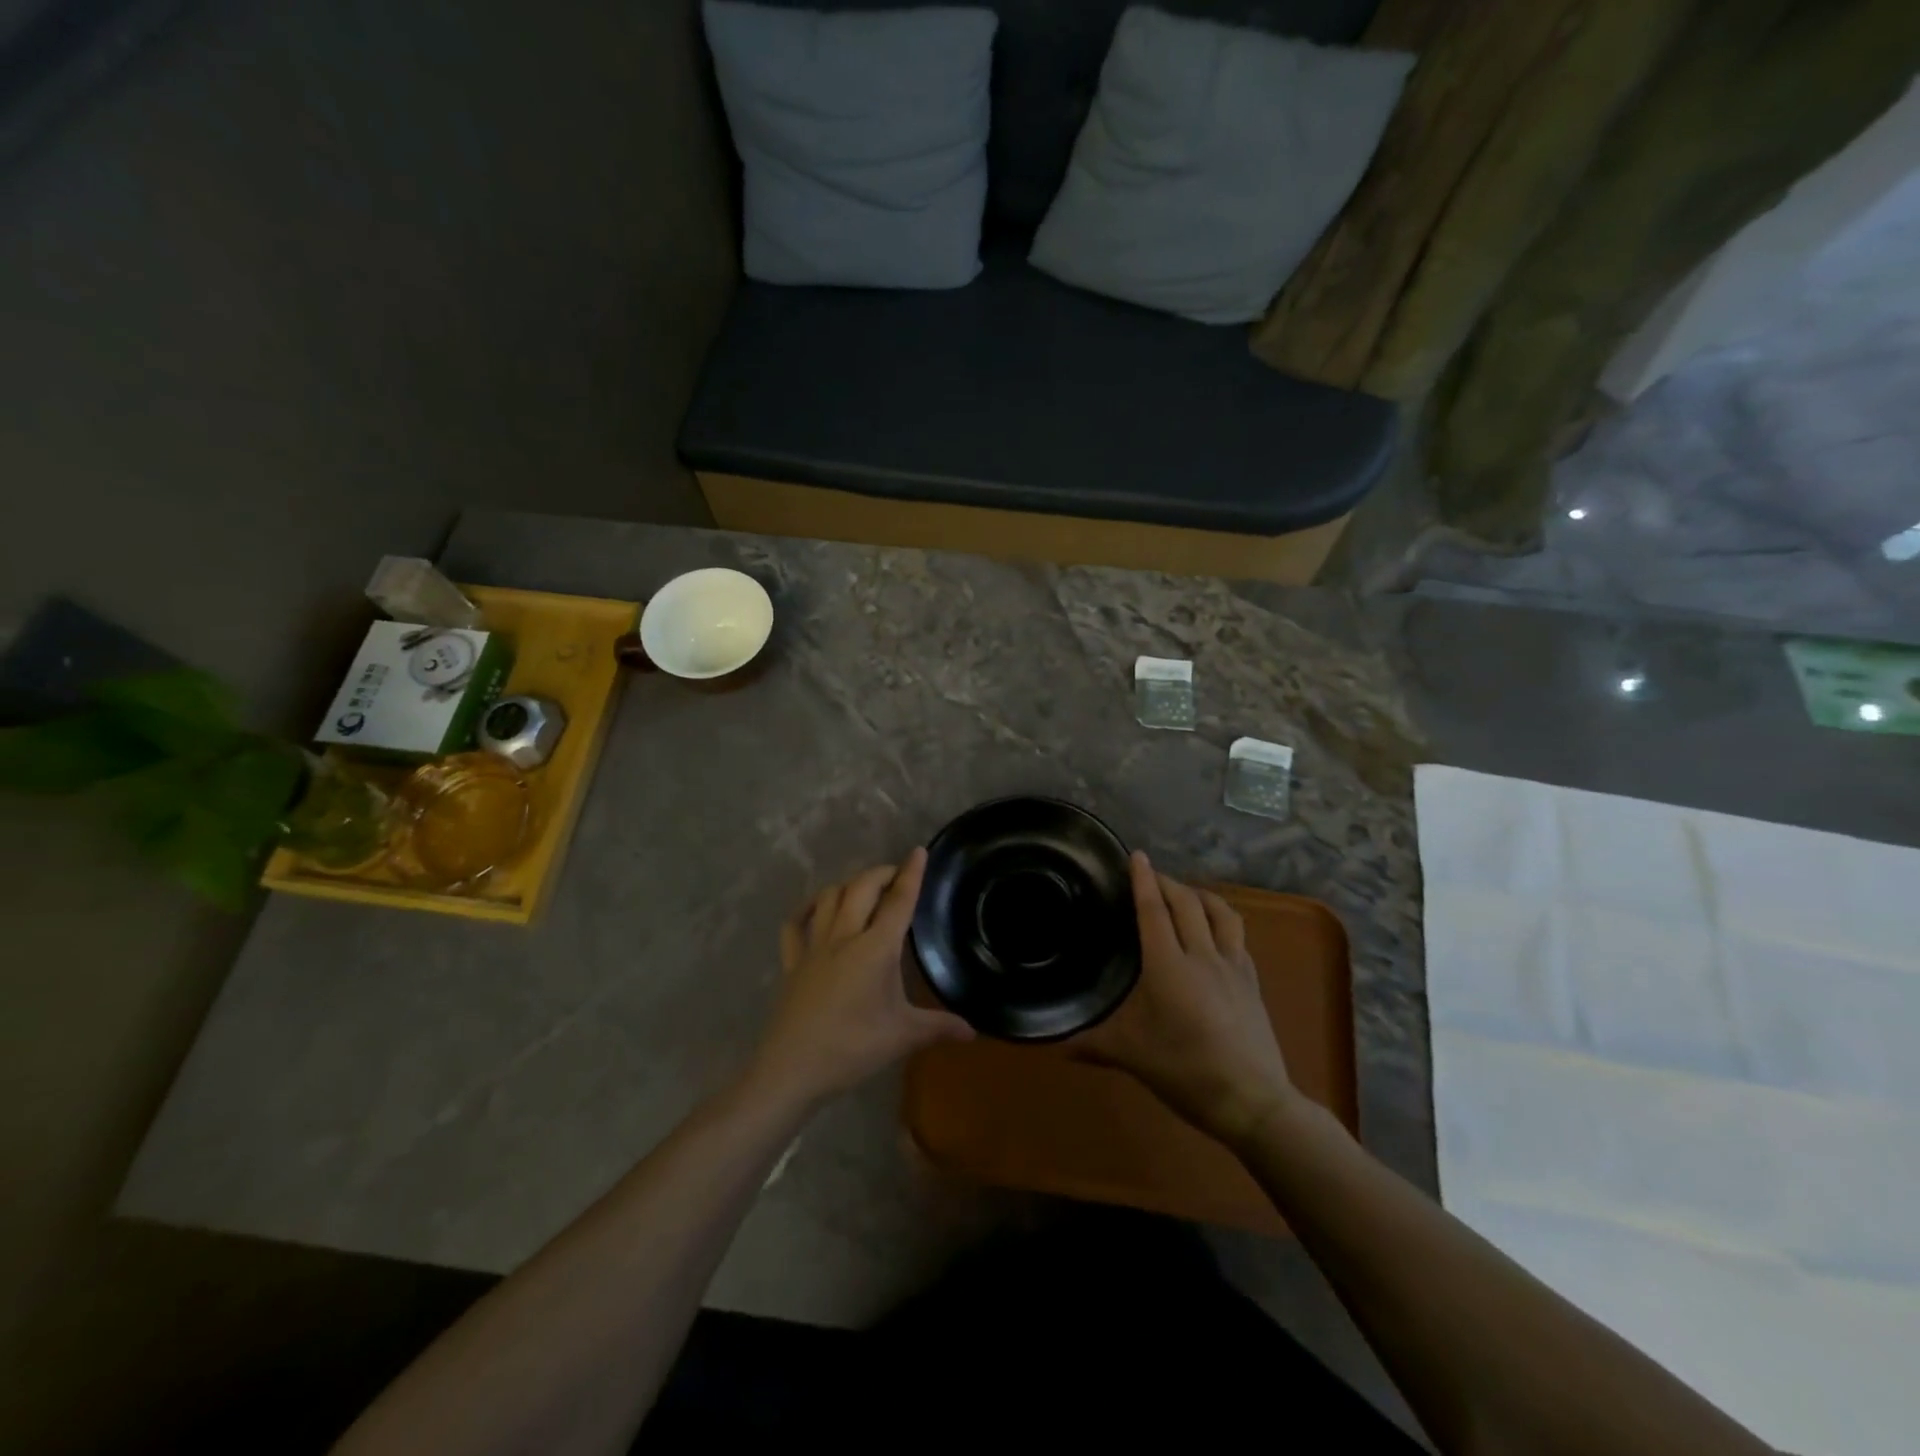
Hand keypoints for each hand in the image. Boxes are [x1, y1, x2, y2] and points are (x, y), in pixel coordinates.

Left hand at [748, 848, 973, 1109]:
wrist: (792, 1069)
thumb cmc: (852, 1049)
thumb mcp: (902, 1037)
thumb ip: (938, 1027)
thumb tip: (973, 1031)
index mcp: (875, 949)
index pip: (898, 901)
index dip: (911, 874)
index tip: (919, 851)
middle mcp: (844, 936)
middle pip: (862, 888)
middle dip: (882, 873)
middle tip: (898, 875)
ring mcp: (813, 946)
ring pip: (829, 897)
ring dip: (849, 885)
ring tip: (865, 889)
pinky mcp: (792, 961)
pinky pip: (795, 924)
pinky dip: (807, 908)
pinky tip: (817, 907)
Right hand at [1072, 852, 1301, 1148]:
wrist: (1253, 1100)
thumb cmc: (1186, 1072)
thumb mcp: (1132, 1056)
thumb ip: (1093, 1044)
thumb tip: (1056, 1046)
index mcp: (1168, 966)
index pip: (1154, 911)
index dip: (1144, 880)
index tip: (1137, 856)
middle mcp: (1202, 956)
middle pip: (1187, 903)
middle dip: (1168, 882)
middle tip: (1151, 875)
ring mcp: (1233, 966)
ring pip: (1220, 913)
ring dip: (1200, 895)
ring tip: (1186, 894)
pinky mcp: (1253, 981)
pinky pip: (1237, 935)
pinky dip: (1222, 920)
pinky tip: (1215, 932)